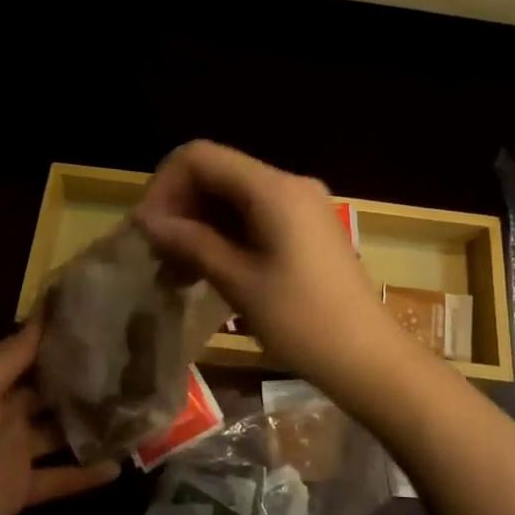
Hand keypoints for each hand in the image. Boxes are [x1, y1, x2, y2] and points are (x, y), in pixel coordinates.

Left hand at [0, 324, 119, 514]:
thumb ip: (13, 354)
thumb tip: (44, 310)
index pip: (30, 358)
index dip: (59, 343)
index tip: (98, 324)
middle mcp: (6, 416)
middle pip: (49, 395)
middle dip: (80, 382)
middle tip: (127, 365)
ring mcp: (15, 455)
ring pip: (60, 434)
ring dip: (89, 425)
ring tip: (132, 409)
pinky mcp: (23, 491)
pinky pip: (60, 479)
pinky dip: (86, 475)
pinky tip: (119, 465)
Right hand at [135, 141, 404, 403]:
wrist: (368, 357)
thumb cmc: (302, 321)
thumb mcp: (239, 282)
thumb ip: (191, 242)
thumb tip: (146, 221)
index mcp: (274, 189)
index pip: (201, 156)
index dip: (165, 185)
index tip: (148, 229)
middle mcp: (289, 184)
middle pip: (218, 173)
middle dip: (181, 207)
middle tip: (158, 255)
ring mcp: (301, 205)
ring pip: (233, 196)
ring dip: (199, 225)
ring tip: (175, 271)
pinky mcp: (306, 227)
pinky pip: (255, 215)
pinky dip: (225, 234)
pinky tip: (205, 270)